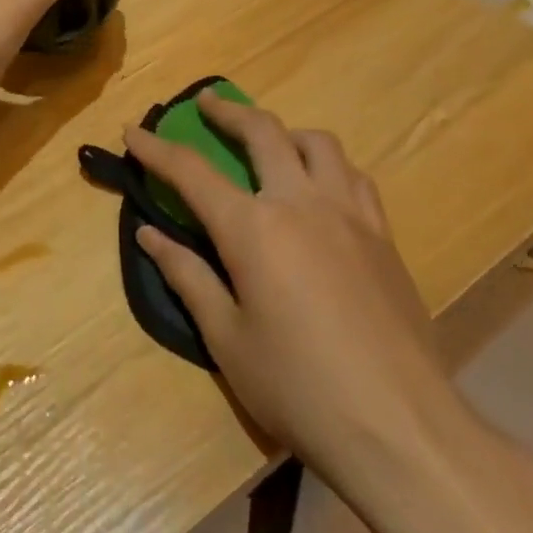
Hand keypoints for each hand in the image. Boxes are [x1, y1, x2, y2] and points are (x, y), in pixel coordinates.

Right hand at [124, 91, 474, 499]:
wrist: (401, 428)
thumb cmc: (299, 387)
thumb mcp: (227, 338)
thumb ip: (187, 275)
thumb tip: (149, 235)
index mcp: (254, 228)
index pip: (192, 171)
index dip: (156, 149)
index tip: (131, 131)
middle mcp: (302, 203)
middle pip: (263, 132)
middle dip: (227, 111)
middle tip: (205, 104)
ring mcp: (350, 216)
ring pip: (319, 144)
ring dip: (284, 132)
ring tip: (268, 144)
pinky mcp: (384, 237)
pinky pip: (354, 177)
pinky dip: (327, 165)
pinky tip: (320, 188)